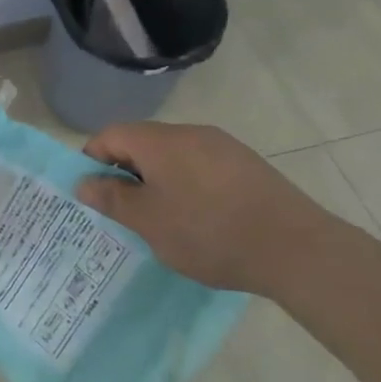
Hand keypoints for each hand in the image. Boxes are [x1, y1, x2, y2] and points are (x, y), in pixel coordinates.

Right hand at [74, 123, 336, 296]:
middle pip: (142, 143)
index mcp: (159, 141)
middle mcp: (190, 133)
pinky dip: (188, 187)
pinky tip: (199, 220)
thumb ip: (112, 198)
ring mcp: (223, 147)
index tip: (93, 195)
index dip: (92, 161)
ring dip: (158, 182)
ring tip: (161, 221)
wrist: (296, 249)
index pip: (110, 135)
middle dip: (126, 174)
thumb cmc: (208, 232)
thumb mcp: (148, 222)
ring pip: (173, 157)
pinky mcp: (248, 166)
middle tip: (124, 213)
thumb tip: (84, 181)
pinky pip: (201, 168)